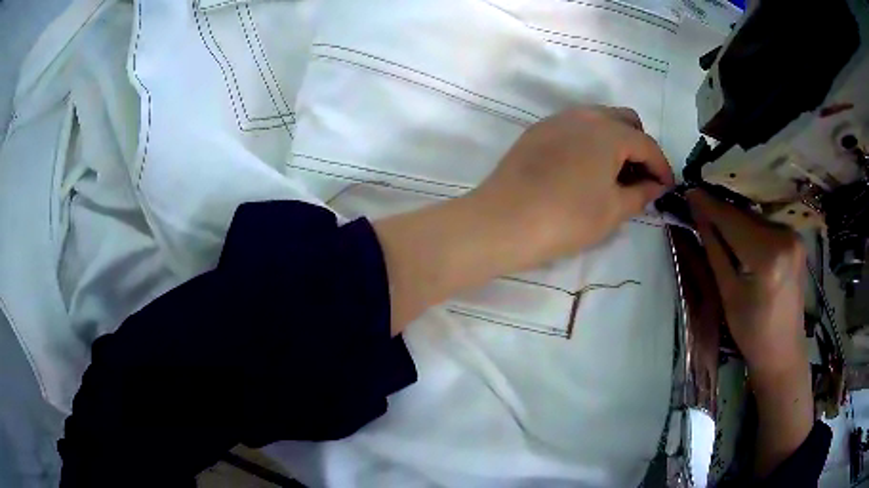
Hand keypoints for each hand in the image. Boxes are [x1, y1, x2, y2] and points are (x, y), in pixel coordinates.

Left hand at [468, 106, 674, 267]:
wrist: (503, 221)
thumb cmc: (566, 218)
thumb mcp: (613, 210)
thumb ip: (641, 193)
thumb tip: (656, 186)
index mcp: (609, 132)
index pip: (647, 144)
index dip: (662, 167)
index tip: (666, 188)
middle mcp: (584, 116)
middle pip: (625, 121)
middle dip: (640, 146)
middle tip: (639, 178)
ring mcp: (557, 120)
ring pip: (599, 119)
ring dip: (615, 141)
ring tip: (614, 174)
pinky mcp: (537, 131)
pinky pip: (575, 127)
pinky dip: (590, 141)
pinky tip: (585, 169)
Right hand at [686, 190, 806, 375]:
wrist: (783, 351)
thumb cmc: (752, 332)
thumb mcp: (728, 294)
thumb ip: (715, 249)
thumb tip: (698, 214)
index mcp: (768, 257)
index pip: (733, 221)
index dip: (709, 205)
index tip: (688, 191)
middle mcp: (785, 237)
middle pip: (746, 216)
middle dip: (722, 212)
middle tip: (698, 207)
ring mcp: (794, 237)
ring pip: (756, 219)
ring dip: (736, 219)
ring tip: (717, 224)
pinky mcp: (796, 240)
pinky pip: (767, 226)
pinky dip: (751, 227)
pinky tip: (740, 236)